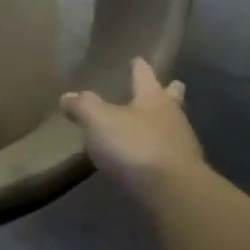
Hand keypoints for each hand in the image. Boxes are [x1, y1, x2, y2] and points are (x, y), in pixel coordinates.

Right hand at [61, 59, 203, 204]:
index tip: (138, 59)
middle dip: (168, 91)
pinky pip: (168, 151)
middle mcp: (172, 116)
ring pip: (173, 124)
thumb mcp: (99, 120)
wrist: (171, 190)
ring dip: (164, 122)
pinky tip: (148, 155)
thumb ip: (83, 106)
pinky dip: (159, 149)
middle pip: (171, 98)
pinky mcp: (182, 170)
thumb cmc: (134, 145)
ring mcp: (181, 144)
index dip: (139, 67)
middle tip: (169, 85)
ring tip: (150, 123)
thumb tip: (67, 95)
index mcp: (153, 98)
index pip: (145, 75)